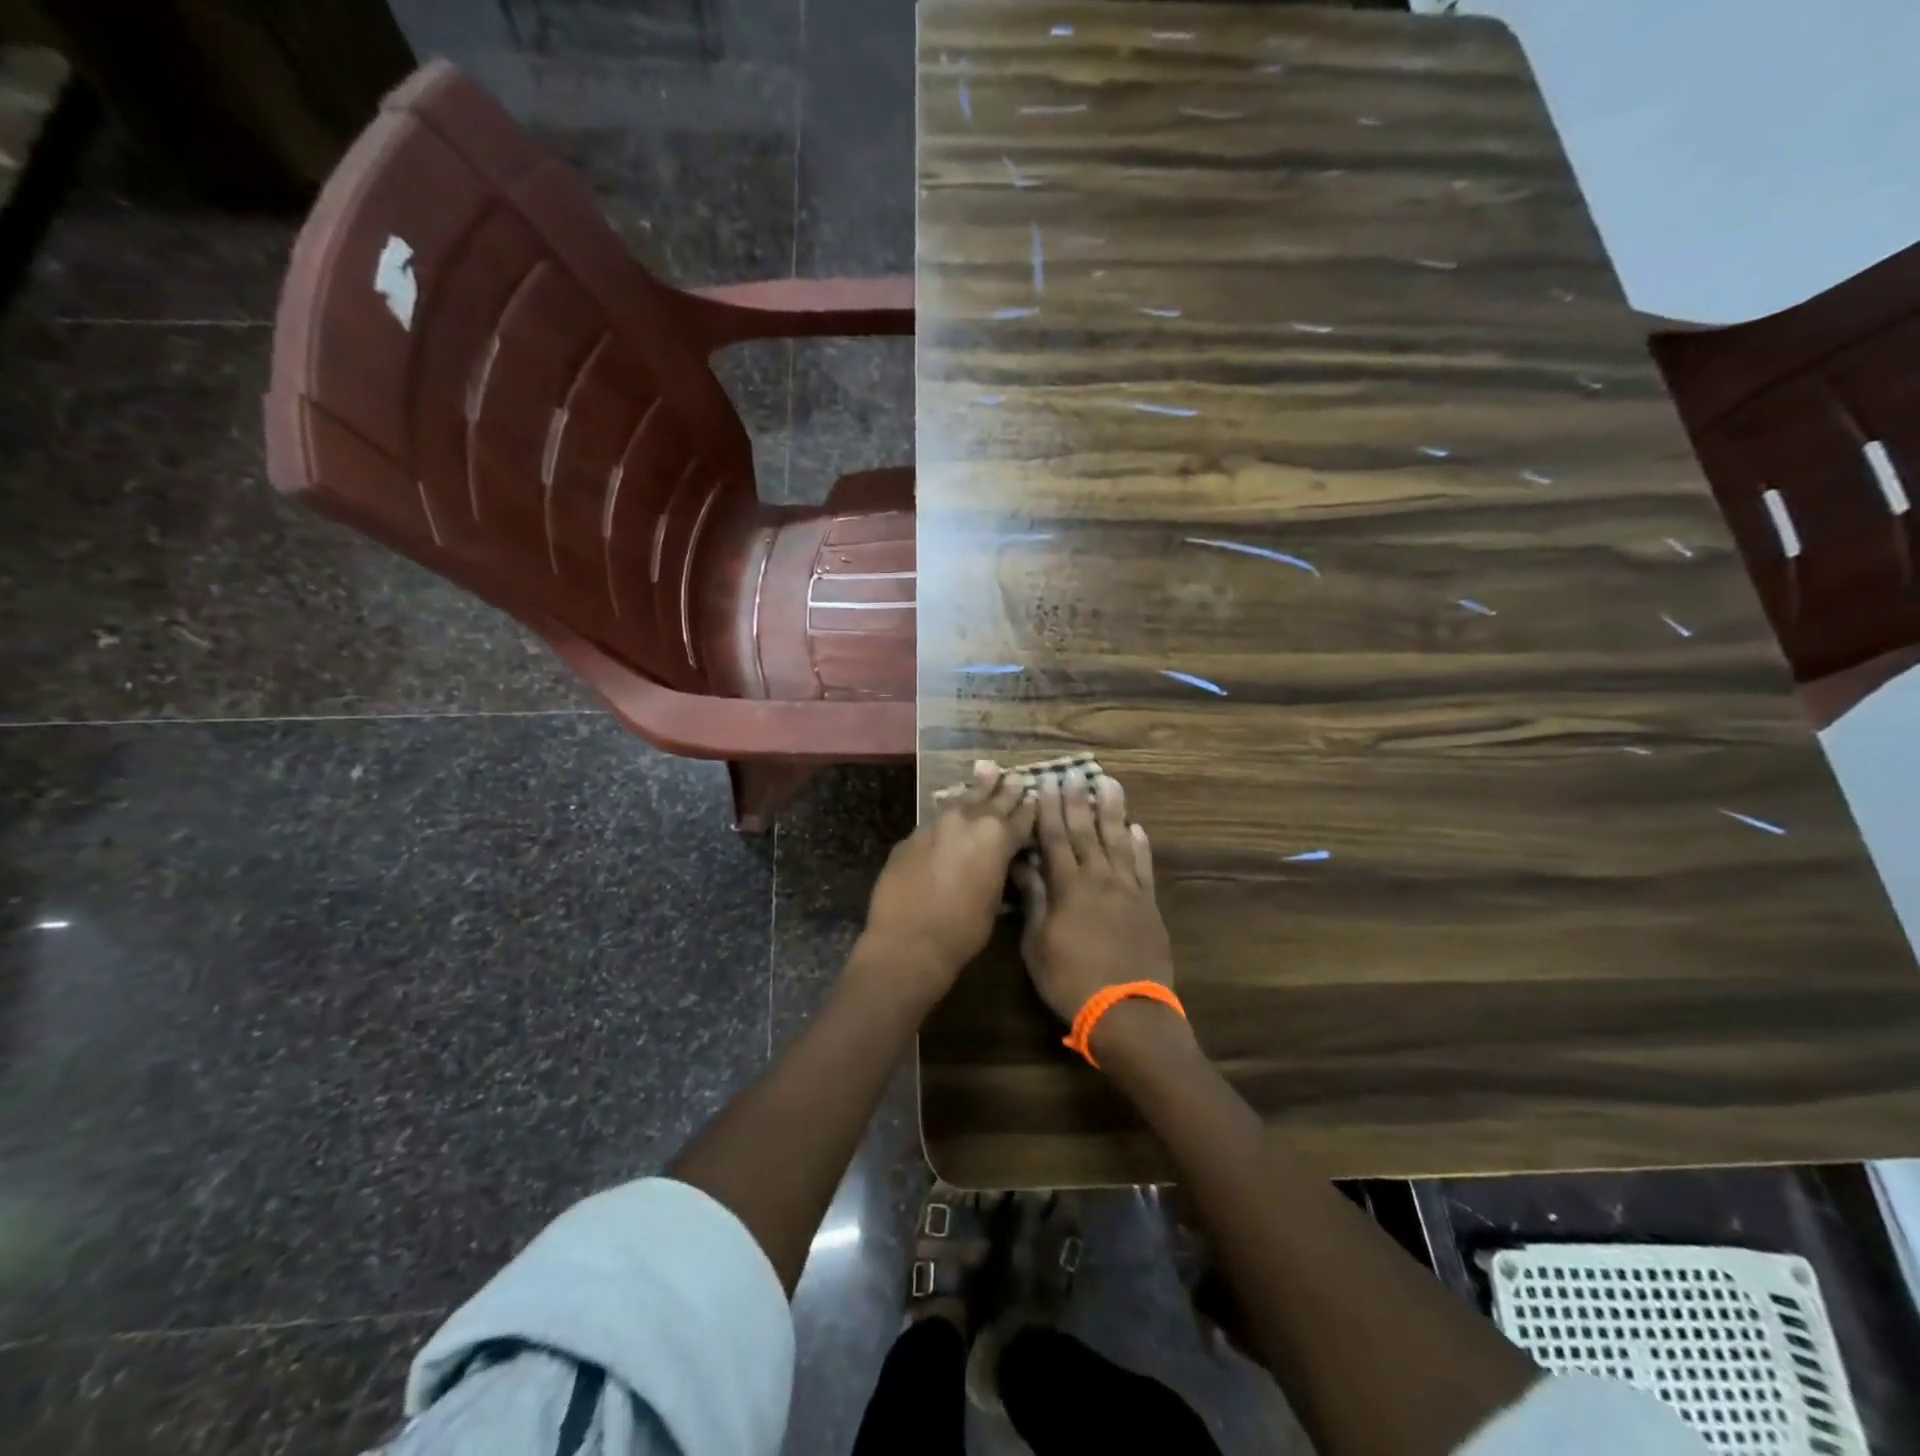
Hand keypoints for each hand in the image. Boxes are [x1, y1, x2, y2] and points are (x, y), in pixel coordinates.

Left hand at [859, 761, 1037, 1000]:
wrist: (908, 941)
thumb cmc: (963, 930)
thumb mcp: (995, 900)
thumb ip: (999, 869)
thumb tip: (999, 858)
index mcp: (997, 837)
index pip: (1021, 816)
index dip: (1030, 808)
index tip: (1035, 797)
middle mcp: (968, 821)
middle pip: (992, 800)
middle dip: (1005, 790)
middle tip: (1014, 777)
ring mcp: (936, 824)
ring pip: (961, 800)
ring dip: (976, 789)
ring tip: (986, 771)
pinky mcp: (912, 836)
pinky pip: (936, 816)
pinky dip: (950, 810)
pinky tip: (953, 804)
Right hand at [1013, 767, 1173, 1025]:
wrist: (1126, 1011)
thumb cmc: (1070, 980)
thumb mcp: (1037, 943)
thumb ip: (1033, 899)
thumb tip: (1021, 864)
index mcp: (1068, 887)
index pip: (1054, 838)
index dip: (1049, 809)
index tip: (1046, 783)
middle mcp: (1099, 879)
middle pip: (1086, 832)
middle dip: (1078, 801)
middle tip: (1075, 773)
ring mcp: (1128, 890)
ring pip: (1118, 841)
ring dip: (1112, 811)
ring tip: (1109, 784)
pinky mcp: (1148, 905)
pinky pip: (1143, 867)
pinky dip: (1140, 846)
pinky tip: (1137, 829)